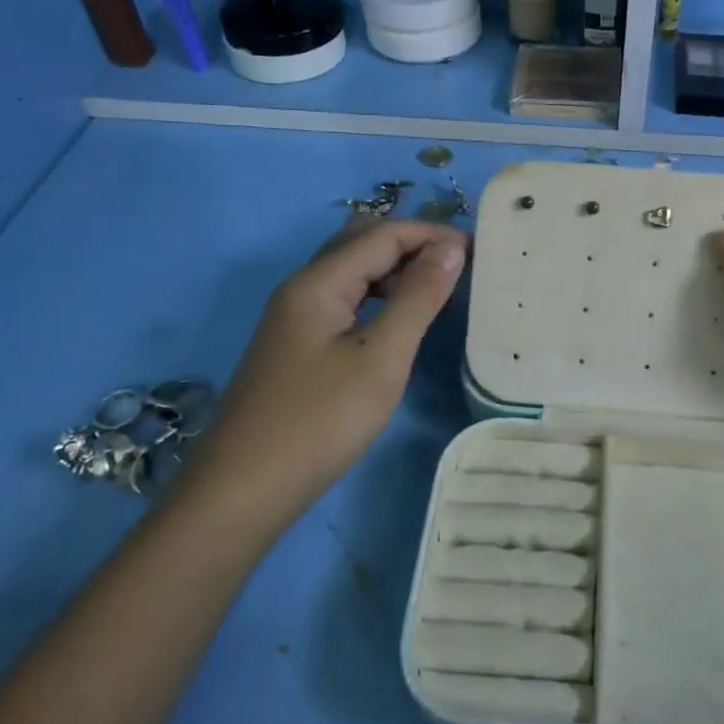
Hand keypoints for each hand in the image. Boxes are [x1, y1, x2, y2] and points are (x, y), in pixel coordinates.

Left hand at [189, 219, 467, 519]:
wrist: (243, 489)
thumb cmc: (320, 421)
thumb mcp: (381, 357)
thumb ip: (418, 298)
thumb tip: (451, 249)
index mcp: (319, 282)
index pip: (383, 234)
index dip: (433, 235)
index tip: (480, 252)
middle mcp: (302, 288)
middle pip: (362, 243)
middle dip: (414, 245)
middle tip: (461, 266)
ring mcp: (295, 318)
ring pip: (353, 273)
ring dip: (397, 271)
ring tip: (441, 290)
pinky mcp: (297, 346)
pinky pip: (345, 301)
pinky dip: (380, 298)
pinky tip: (400, 322)